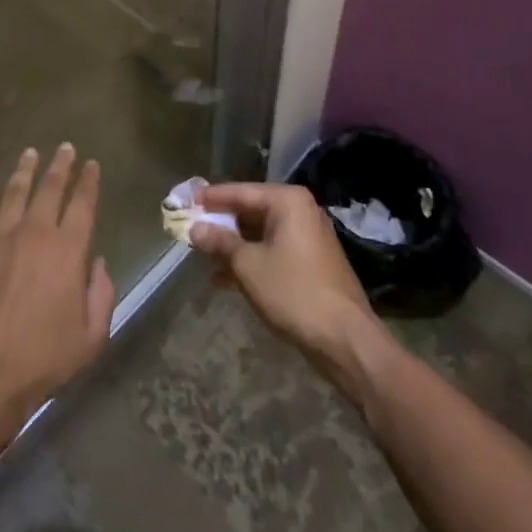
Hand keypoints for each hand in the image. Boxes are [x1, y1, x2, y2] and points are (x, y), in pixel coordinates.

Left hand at [0, 145, 115, 446]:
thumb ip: (102, 294)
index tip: (91, 164)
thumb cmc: (44, 359)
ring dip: (25, 170)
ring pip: (14, 191)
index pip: (83, 203)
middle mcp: (35, 232)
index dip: (89, 181)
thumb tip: (97, 262)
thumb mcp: (91, 337)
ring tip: (31, 154)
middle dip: (60, 164)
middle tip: (65, 147)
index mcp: (68, 250)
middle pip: (50, 187)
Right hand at [187, 182, 381, 389]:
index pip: (240, 191)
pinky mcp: (310, 263)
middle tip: (191, 230)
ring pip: (260, 234)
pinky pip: (272, 252)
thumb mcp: (248, 265)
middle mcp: (300, 212)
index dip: (211, 198)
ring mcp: (308, 238)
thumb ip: (219, 242)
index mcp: (287, 201)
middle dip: (221, 225)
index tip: (186, 200)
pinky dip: (250, 261)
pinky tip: (224, 280)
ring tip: (203, 259)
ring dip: (232, 247)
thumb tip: (195, 228)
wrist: (345, 340)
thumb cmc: (293, 291)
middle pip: (250, 211)